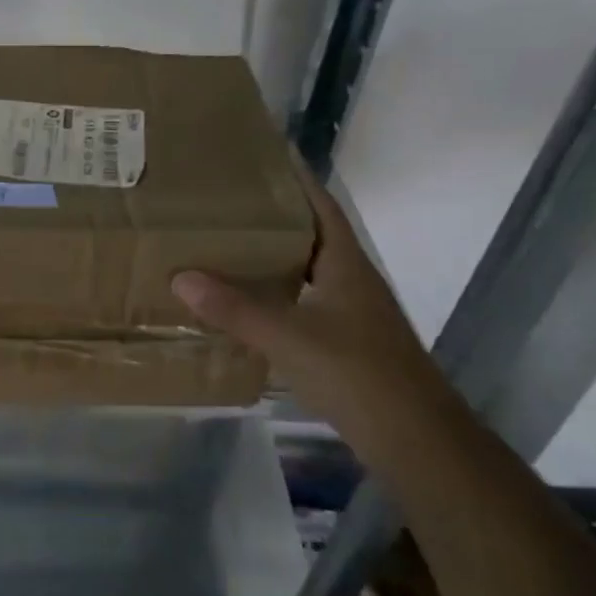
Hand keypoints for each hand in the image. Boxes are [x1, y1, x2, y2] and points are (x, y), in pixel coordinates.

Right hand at [171, 155, 443, 426]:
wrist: (415, 440)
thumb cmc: (356, 373)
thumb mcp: (288, 337)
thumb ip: (235, 308)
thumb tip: (181, 277)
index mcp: (344, 264)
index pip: (320, 206)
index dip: (295, 179)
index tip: (262, 156)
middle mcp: (350, 280)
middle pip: (310, 235)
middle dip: (273, 216)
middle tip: (227, 202)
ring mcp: (351, 313)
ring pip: (306, 271)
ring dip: (273, 257)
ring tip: (227, 245)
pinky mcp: (346, 343)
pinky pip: (303, 303)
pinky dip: (276, 295)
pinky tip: (247, 303)